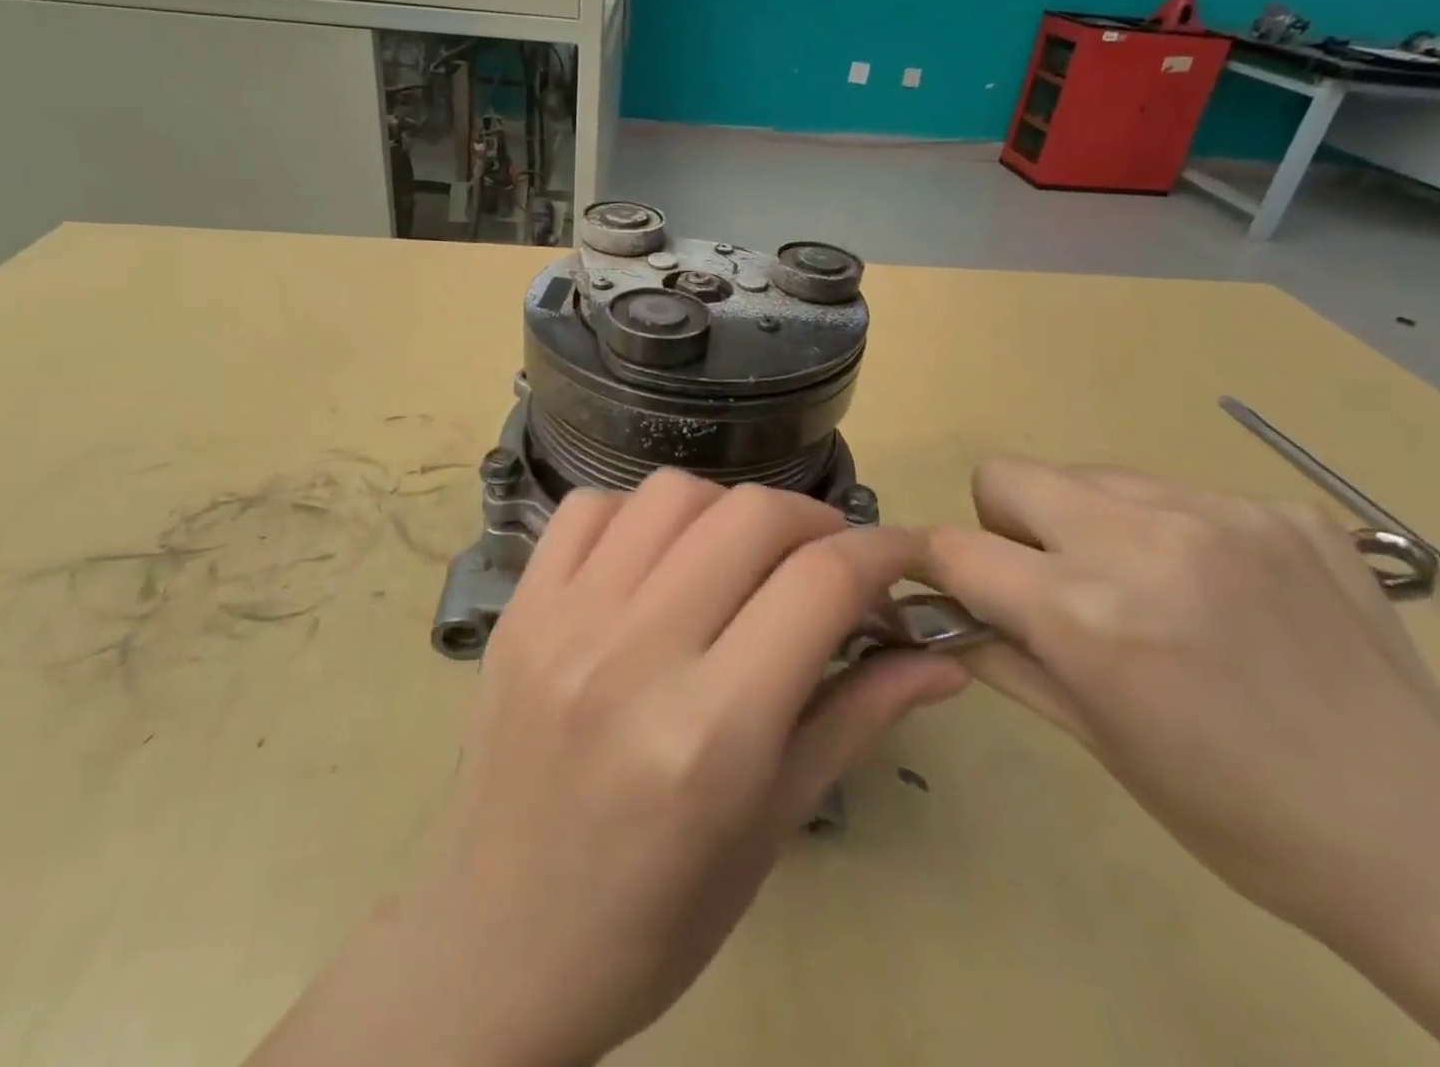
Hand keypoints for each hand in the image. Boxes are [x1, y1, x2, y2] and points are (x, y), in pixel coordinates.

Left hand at [252, 472, 966, 1066]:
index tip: (904, 552)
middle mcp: (634, 655)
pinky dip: (642, 514)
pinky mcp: (519, 608)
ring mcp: (563, 620)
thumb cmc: (654, 914)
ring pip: (672, 494)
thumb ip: (858, 719)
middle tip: (827, 557)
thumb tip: (942, 657)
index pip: (820, 584)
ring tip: (740, 555)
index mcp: (711, 731)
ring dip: (728, 509)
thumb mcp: (773, 827)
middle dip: (813, 520)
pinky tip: (656, 559)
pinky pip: (591, 507)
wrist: (497, 945)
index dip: (882, 551)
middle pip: (750, 515)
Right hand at [921, 458, 1439, 936]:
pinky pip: (1173, 492)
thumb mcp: (1093, 740)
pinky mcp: (1282, 507)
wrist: (1429, 837)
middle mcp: (1143, 539)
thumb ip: (1004, 655)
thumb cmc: (1233, 810)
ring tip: (1142, 589)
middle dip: (1005, 526)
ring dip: (1085, 523)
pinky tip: (1218, 593)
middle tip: (1051, 584)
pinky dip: (1165, 531)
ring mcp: (1219, 512)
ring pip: (1088, 476)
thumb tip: (944, 611)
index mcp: (1088, 613)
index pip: (955, 546)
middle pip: (1006, 475)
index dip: (931, 561)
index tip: (940, 580)